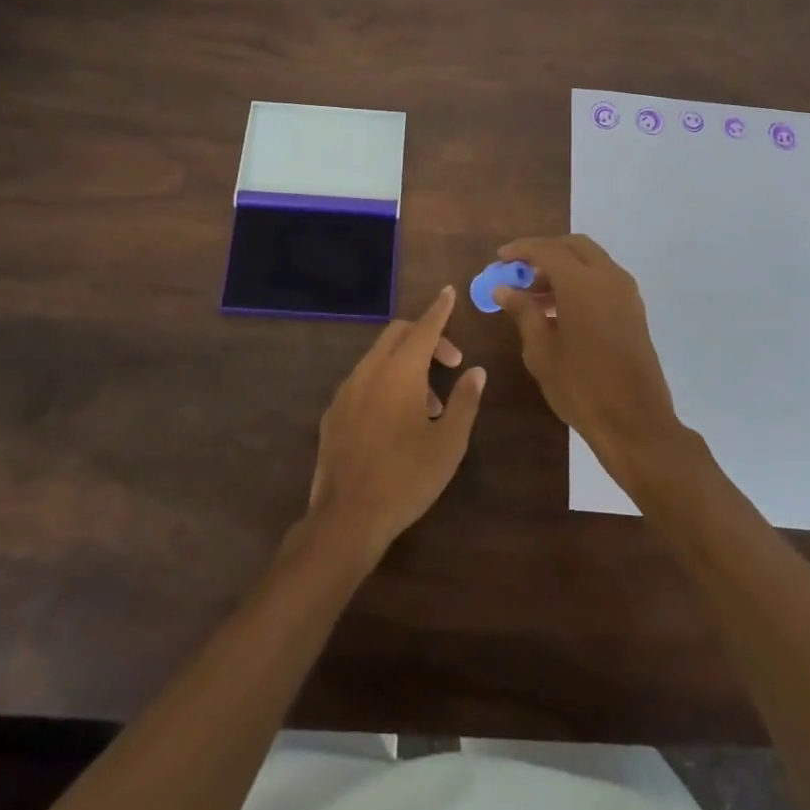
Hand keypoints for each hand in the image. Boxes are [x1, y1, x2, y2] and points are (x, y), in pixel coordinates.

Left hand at [307, 286, 486, 566]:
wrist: (347, 517)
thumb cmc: (407, 478)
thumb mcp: (449, 443)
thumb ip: (464, 401)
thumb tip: (477, 372)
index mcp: (400, 372)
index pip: (424, 327)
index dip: (440, 309)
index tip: (449, 292)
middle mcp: (369, 371)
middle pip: (398, 334)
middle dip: (426, 337)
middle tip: (450, 363)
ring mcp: (346, 390)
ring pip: (379, 357)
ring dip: (406, 364)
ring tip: (429, 405)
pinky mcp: (333, 412)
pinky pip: (363, 380)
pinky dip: (385, 382)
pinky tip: (396, 420)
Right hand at [494, 236, 683, 480]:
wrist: (635, 423)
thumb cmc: (581, 386)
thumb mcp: (541, 351)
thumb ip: (523, 312)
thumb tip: (503, 289)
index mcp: (582, 283)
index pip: (547, 250)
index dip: (521, 250)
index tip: (500, 258)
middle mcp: (608, 277)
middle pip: (574, 246)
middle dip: (545, 252)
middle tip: (520, 271)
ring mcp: (626, 293)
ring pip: (591, 261)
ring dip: (563, 267)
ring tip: (534, 295)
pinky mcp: (634, 310)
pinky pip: (603, 280)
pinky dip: (581, 282)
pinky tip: (560, 310)